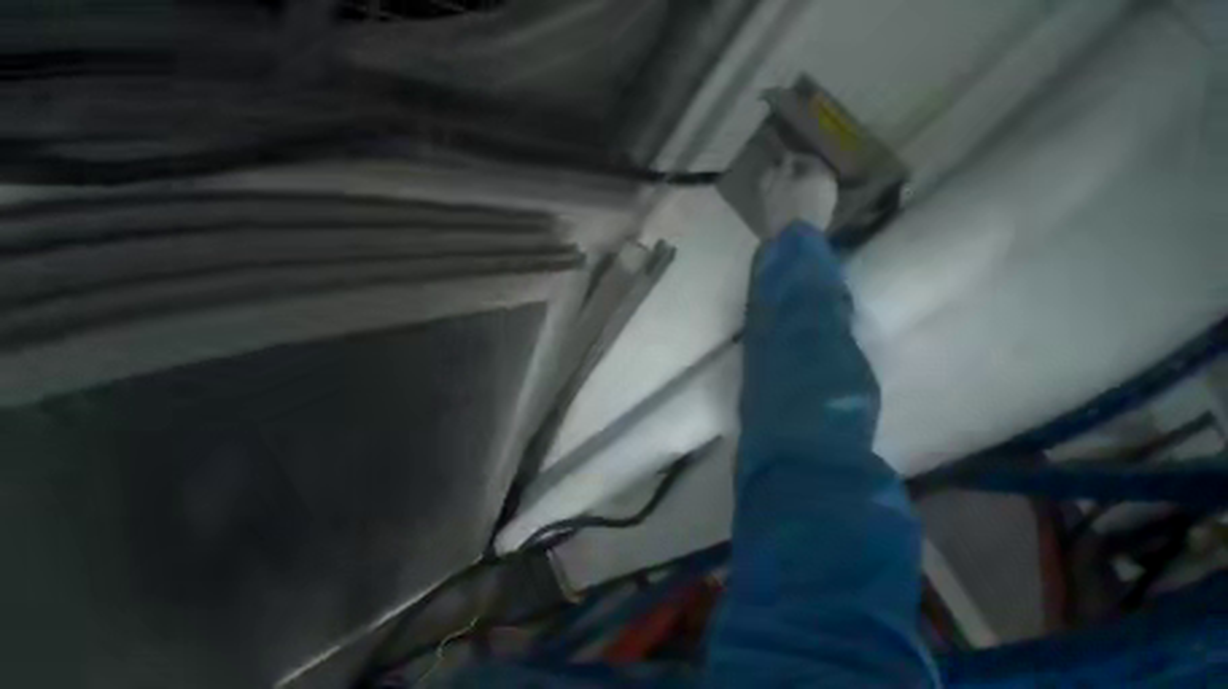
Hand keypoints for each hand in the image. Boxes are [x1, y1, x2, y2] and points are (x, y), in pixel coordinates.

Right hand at [759, 153, 838, 238]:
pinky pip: (814, 207)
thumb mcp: (772, 187)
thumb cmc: (784, 209)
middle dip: (799, 177)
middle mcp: (829, 184)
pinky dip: (804, 206)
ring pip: (814, 192)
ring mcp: (830, 204)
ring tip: (786, 199)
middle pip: (813, 176)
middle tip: (783, 182)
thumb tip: (781, 162)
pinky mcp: (825, 220)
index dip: (792, 161)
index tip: (780, 165)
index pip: (807, 159)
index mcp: (819, 172)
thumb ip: (776, 172)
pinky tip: (792, 212)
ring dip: (802, 193)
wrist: (796, 241)